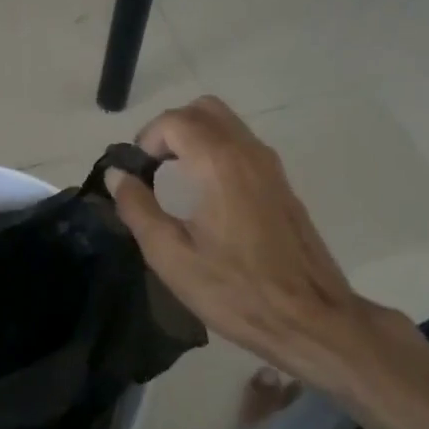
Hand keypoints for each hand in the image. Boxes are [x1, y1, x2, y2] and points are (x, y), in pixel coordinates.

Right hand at [107, 96, 420, 396]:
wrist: (311, 319)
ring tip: (176, 179)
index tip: (137, 173)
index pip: (174, 120)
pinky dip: (217, 151)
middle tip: (153, 167)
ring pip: (227, 124)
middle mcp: (247, 151)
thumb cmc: (235, 291)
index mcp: (218, 163)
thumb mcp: (171, 257)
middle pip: (203, 109)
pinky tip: (207, 195)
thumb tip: (118, 175)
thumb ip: (138, 208)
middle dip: (171, 129)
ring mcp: (270, 165)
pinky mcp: (282, 183)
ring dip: (195, 137)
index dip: (147, 139)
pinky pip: (243, 145)